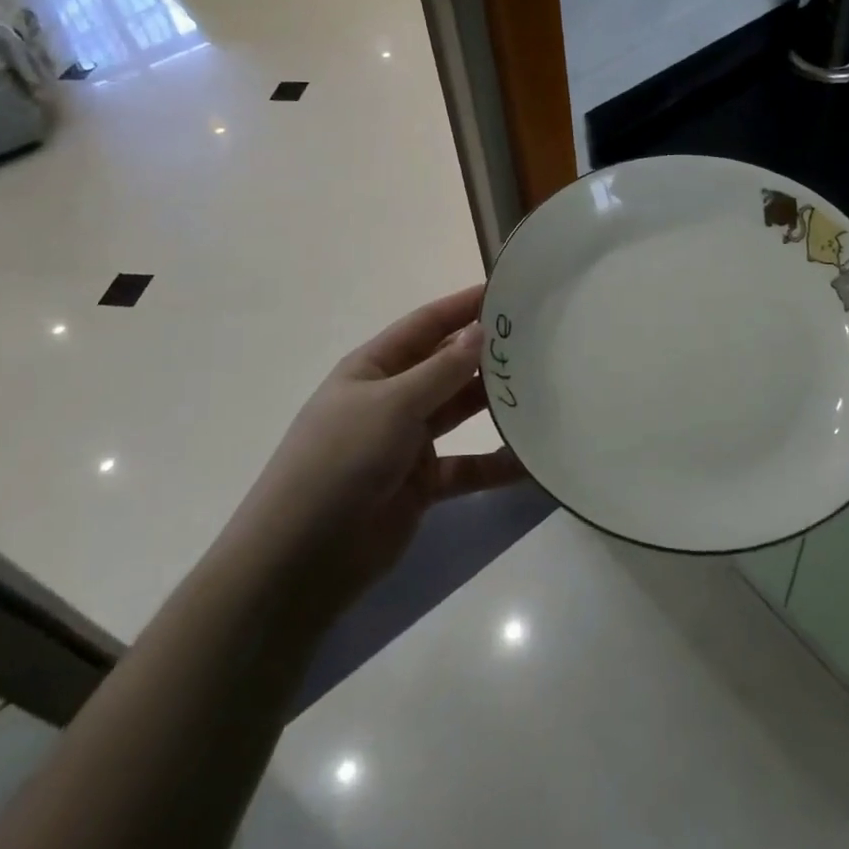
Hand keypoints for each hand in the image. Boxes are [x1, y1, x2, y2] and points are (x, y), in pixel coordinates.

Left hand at [238, 286, 525, 623]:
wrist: (303, 558)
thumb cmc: (341, 461)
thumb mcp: (392, 405)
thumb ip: (441, 370)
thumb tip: (480, 330)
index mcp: (374, 367)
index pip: (426, 324)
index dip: (463, 305)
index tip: (508, 289)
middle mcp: (393, 397)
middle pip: (447, 365)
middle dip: (486, 352)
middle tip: (541, 338)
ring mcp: (408, 441)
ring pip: (460, 412)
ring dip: (495, 402)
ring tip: (545, 387)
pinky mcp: (423, 483)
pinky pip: (467, 466)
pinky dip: (495, 464)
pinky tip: (532, 460)